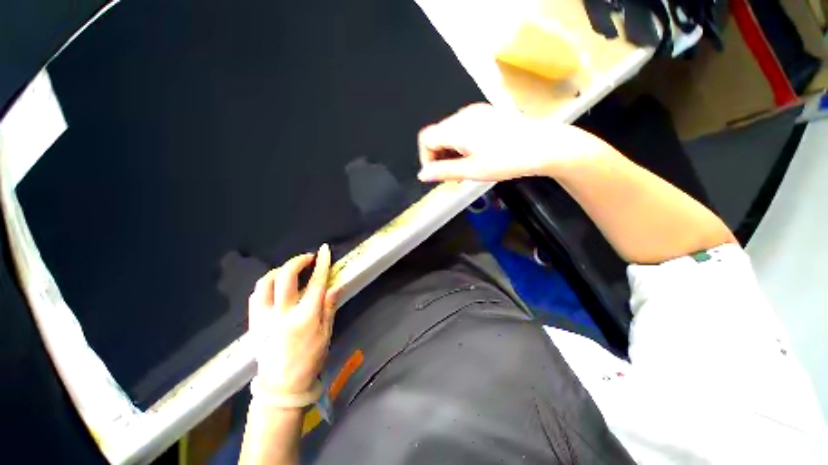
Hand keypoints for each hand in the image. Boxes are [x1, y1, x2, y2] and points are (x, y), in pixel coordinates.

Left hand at [248, 244, 338, 395]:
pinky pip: (256, 295)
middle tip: (308, 258)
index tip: (325, 250)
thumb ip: (329, 307)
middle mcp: (283, 313)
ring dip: (279, 270)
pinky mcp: (253, 322)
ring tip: (290, 270)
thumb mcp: (326, 333)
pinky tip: (275, 284)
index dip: (322, 264)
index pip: (316, 283)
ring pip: (266, 283)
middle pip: (286, 277)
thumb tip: (336, 285)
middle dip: (297, 261)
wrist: (281, 386)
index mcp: (305, 317)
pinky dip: (266, 284)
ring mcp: (264, 317)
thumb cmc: (309, 359)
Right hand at [417, 103, 612, 182]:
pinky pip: (463, 129)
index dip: (426, 158)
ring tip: (465, 168)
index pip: (426, 138)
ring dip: (450, 152)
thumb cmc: (507, 160)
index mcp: (457, 127)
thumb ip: (443, 171)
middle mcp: (464, 115)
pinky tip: (474, 155)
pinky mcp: (486, 115)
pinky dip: (461, 144)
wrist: (543, 146)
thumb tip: (422, 175)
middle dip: (439, 157)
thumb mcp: (472, 170)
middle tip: (453, 176)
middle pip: (437, 134)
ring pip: (450, 132)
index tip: (437, 175)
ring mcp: (476, 112)